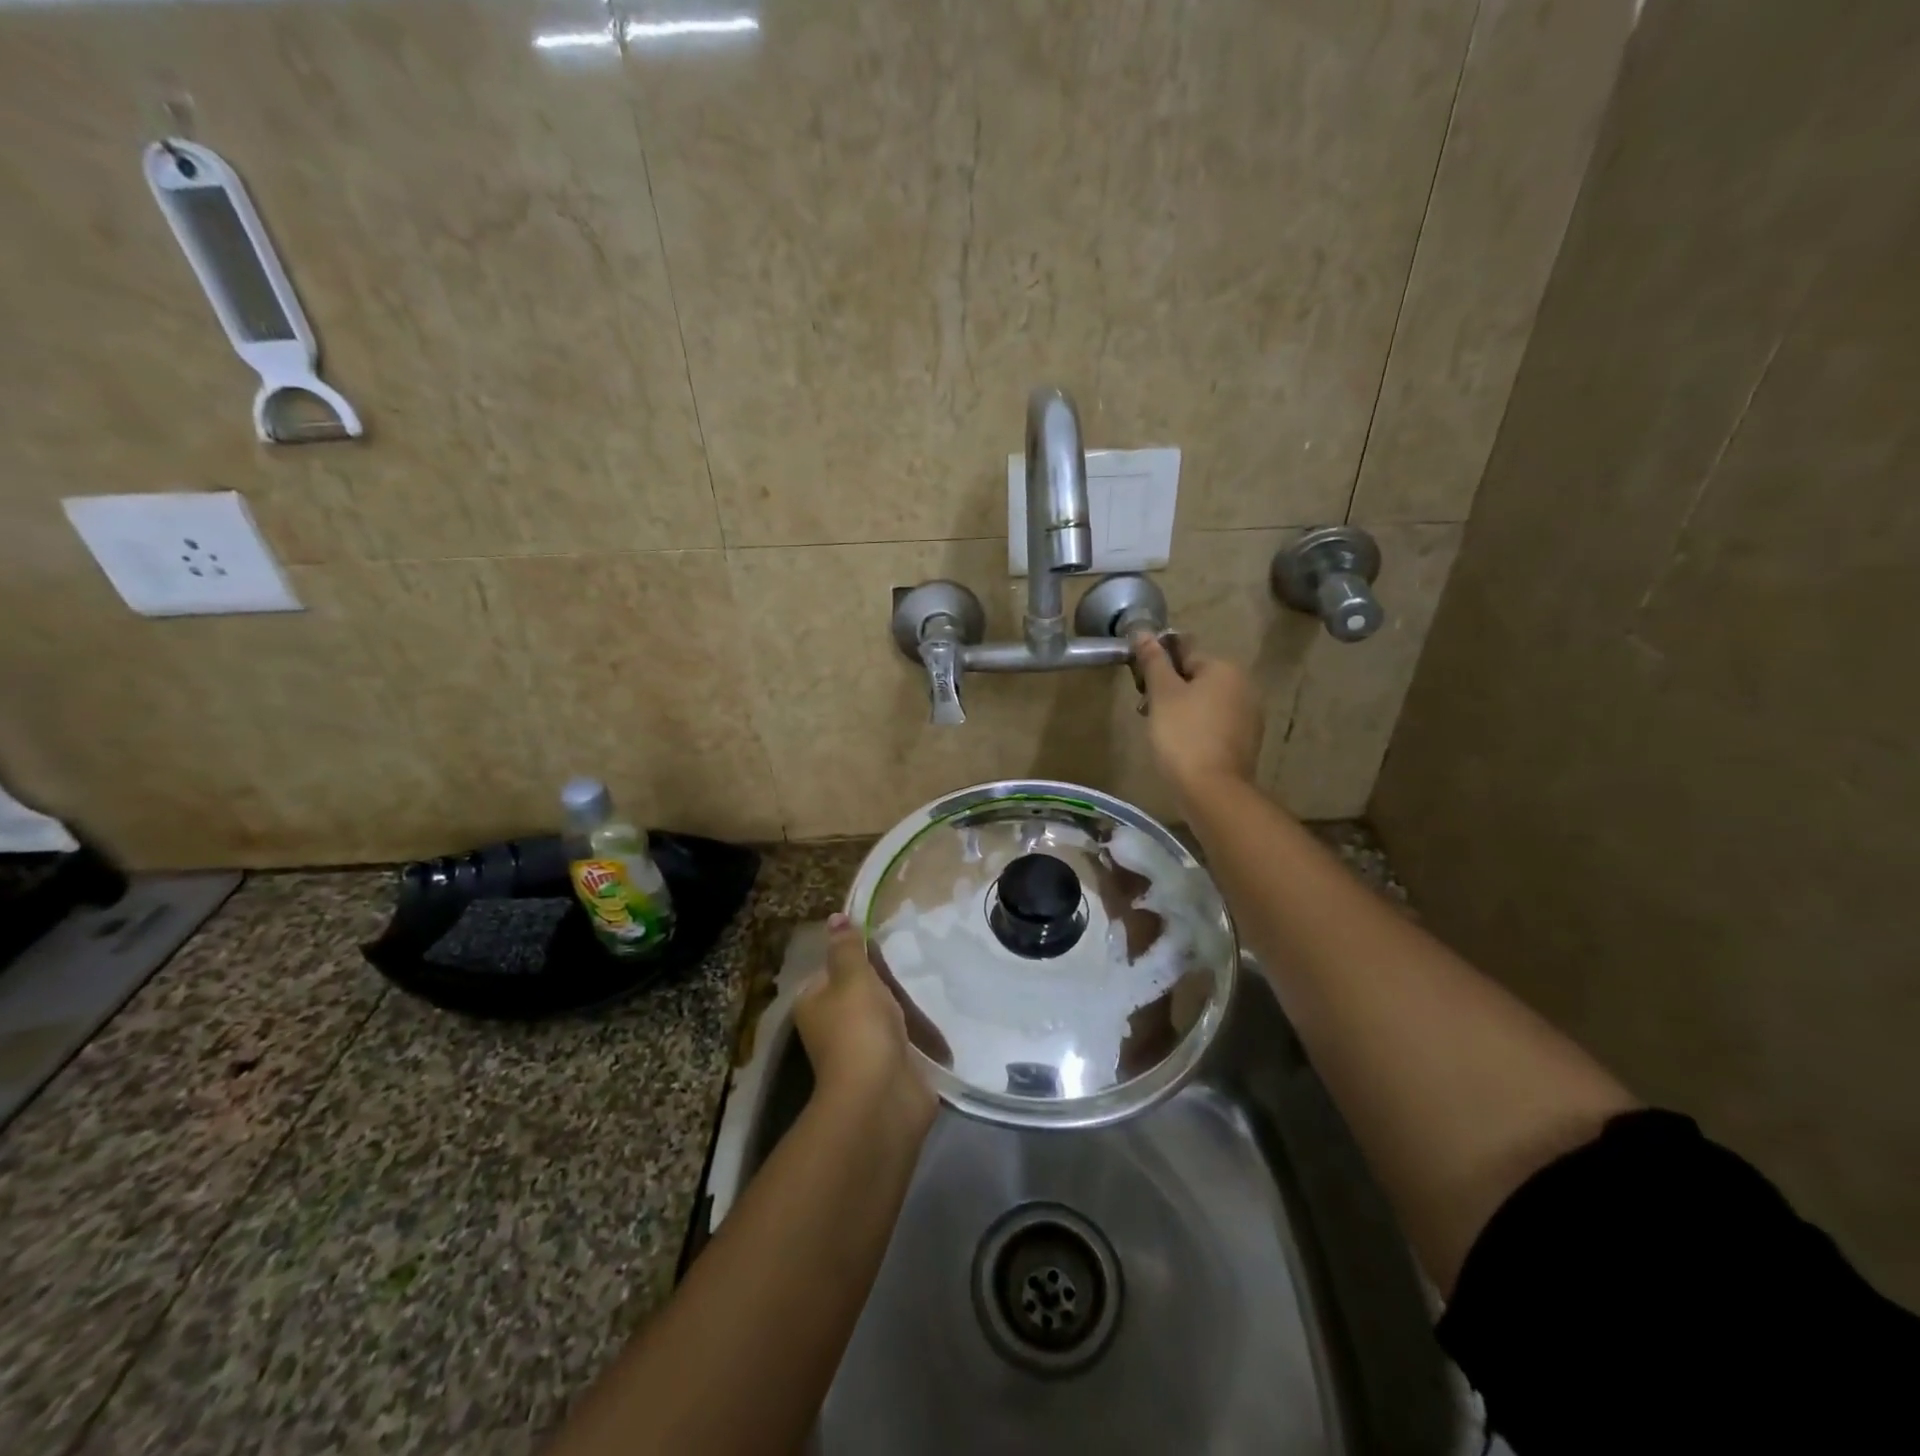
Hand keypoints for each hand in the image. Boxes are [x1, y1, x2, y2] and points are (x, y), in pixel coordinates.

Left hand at [794, 914, 937, 1131]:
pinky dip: (920, 1032)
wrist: (882, 1097)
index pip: (831, 970)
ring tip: (931, 982)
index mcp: (814, 1004)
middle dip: (885, 982)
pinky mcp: (890, 1068)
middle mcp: (832, 1028)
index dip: (854, 956)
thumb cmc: (859, 1028)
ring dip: (904, 1007)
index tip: (883, 942)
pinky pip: (906, 1040)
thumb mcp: (852, 977)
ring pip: (885, 1017)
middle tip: (913, 959)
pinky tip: (939, 1015)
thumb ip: (847, 947)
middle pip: (860, 993)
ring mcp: (862, 1050)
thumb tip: (835, 918)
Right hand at [1132, 631, 1262, 802]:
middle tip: (1147, 711)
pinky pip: (1215, 723)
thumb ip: (1153, 661)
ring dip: (1182, 709)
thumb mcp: (1162, 694)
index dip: (1158, 666)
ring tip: (1161, 731)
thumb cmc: (1183, 735)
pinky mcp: (1246, 740)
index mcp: (1225, 668)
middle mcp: (1244, 685)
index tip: (1141, 686)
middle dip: (1170, 689)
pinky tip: (1181, 746)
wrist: (1212, 789)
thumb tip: (1143, 632)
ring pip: (1206, 701)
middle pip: (1196, 676)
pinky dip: (1197, 728)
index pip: (1184, 652)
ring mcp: (1249, 715)